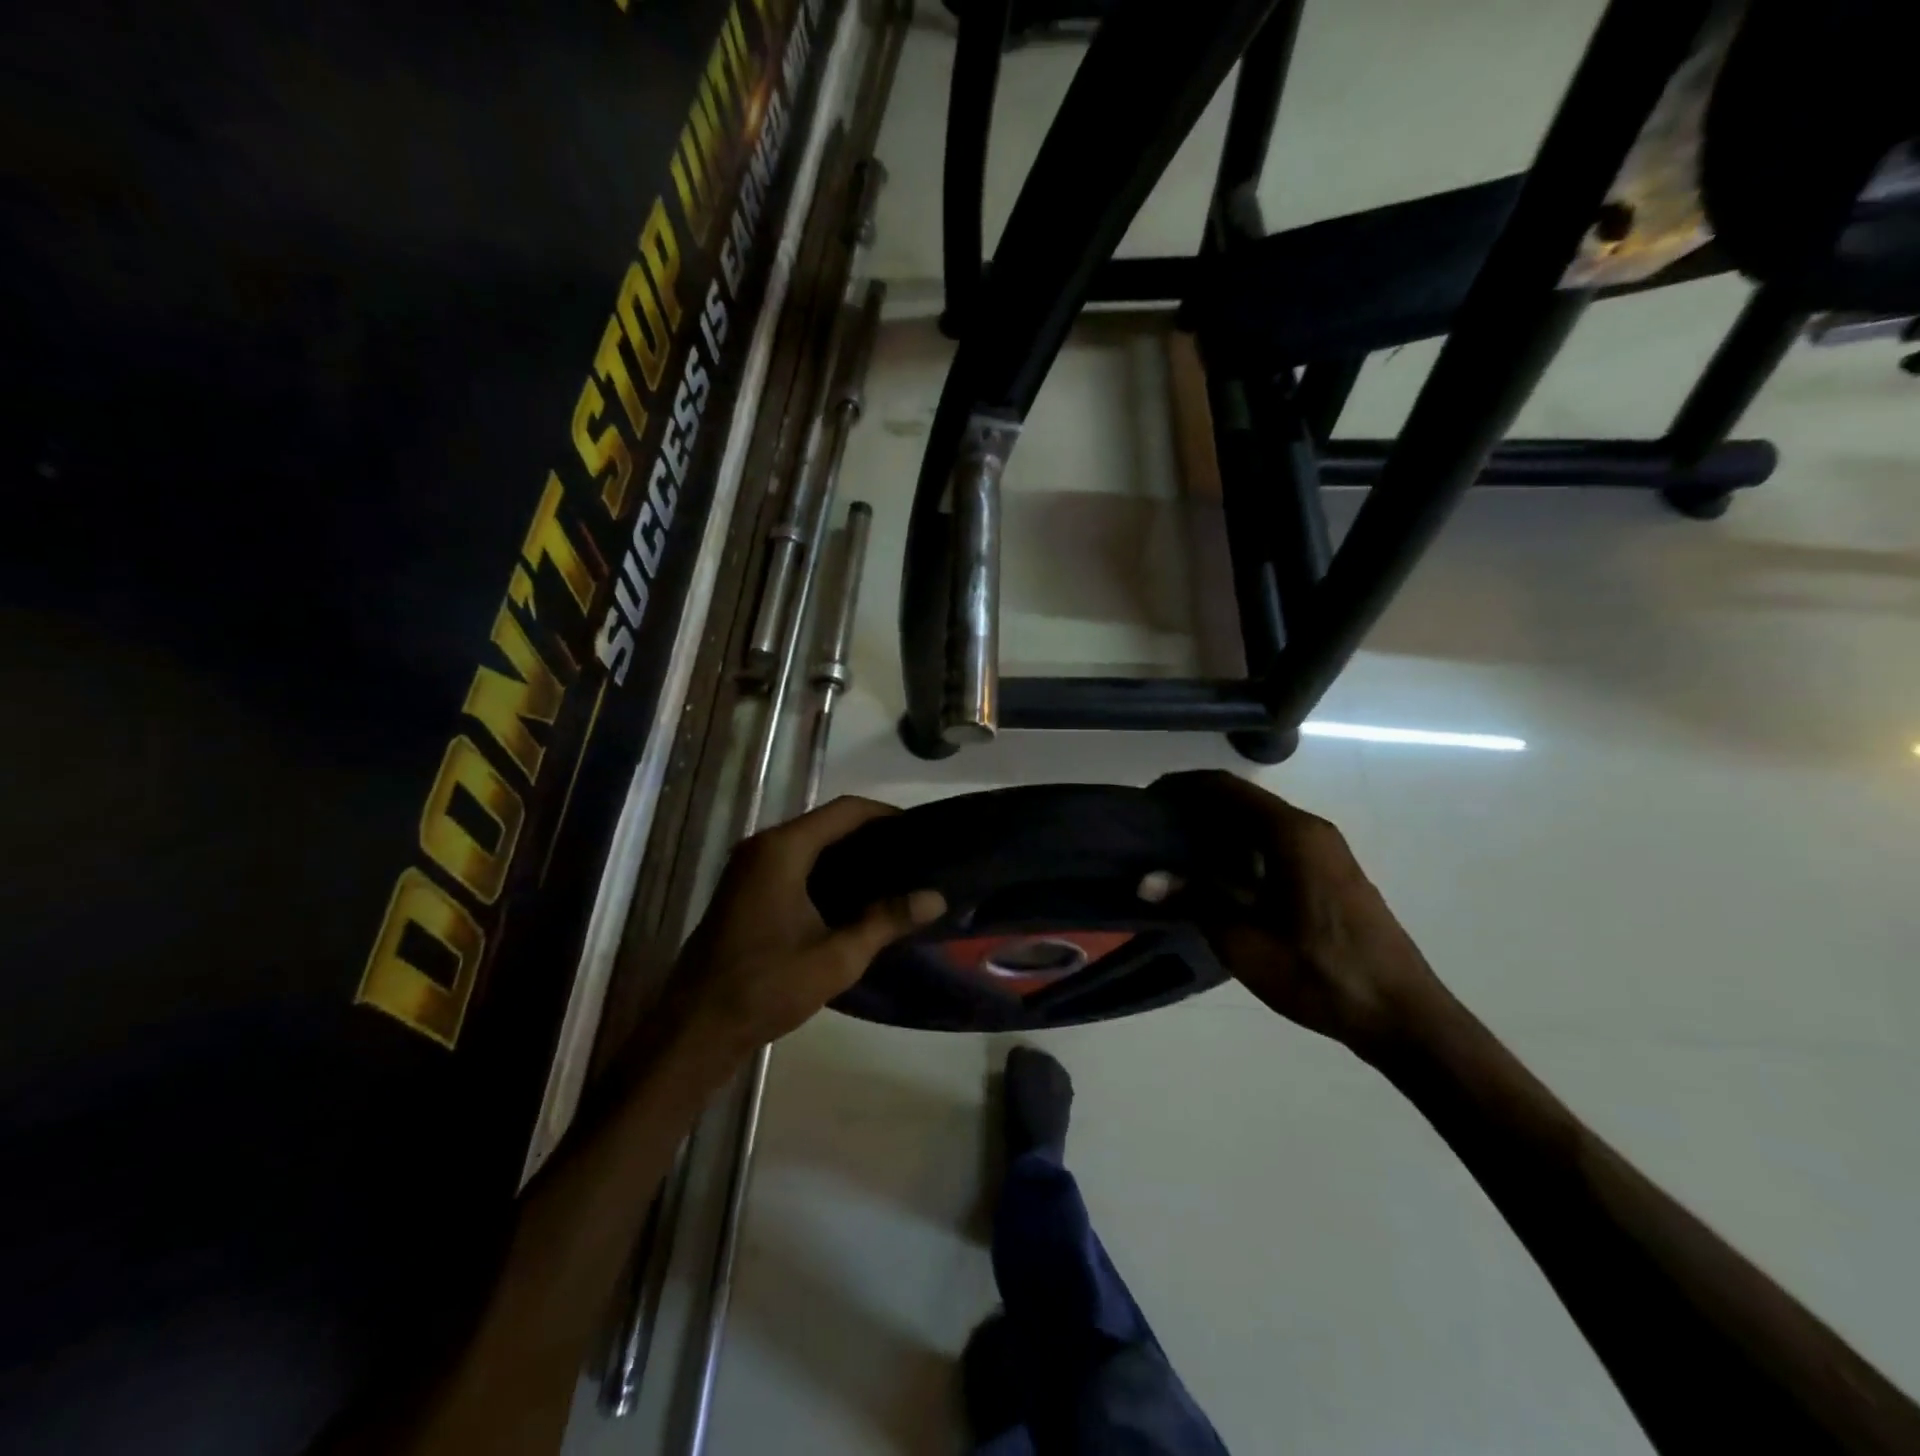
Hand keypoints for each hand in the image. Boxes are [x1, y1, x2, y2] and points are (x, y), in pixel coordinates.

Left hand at [667, 796, 945, 1054]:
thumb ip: (886, 920)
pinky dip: (827, 871)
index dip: (887, 815)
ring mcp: (749, 868)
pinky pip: (795, 864)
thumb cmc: (766, 986)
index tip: (923, 832)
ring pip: (811, 844)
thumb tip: (936, 898)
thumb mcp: (837, 957)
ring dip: (850, 854)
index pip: (846, 811)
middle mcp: (763, 847)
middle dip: (872, 836)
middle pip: (828, 823)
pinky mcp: (745, 890)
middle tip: (915, 856)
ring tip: (894, 875)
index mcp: (782, 850)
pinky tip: (856, 897)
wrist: (695, 1029)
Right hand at [1153, 770, 1445, 1057]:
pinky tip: (1218, 876)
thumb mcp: (1244, 943)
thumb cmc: (1319, 974)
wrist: (1401, 1016)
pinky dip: (1240, 846)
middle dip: (1195, 807)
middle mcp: (1310, 830)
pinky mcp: (1331, 873)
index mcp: (1291, 834)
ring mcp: (1326, 850)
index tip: (1146, 801)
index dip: (1182, 786)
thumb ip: (1195, 900)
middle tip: (1154, 831)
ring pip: (1259, 822)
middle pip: (1242, 800)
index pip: (1226, 787)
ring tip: (1177, 853)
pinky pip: (1275, 842)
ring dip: (1217, 828)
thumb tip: (1146, 879)